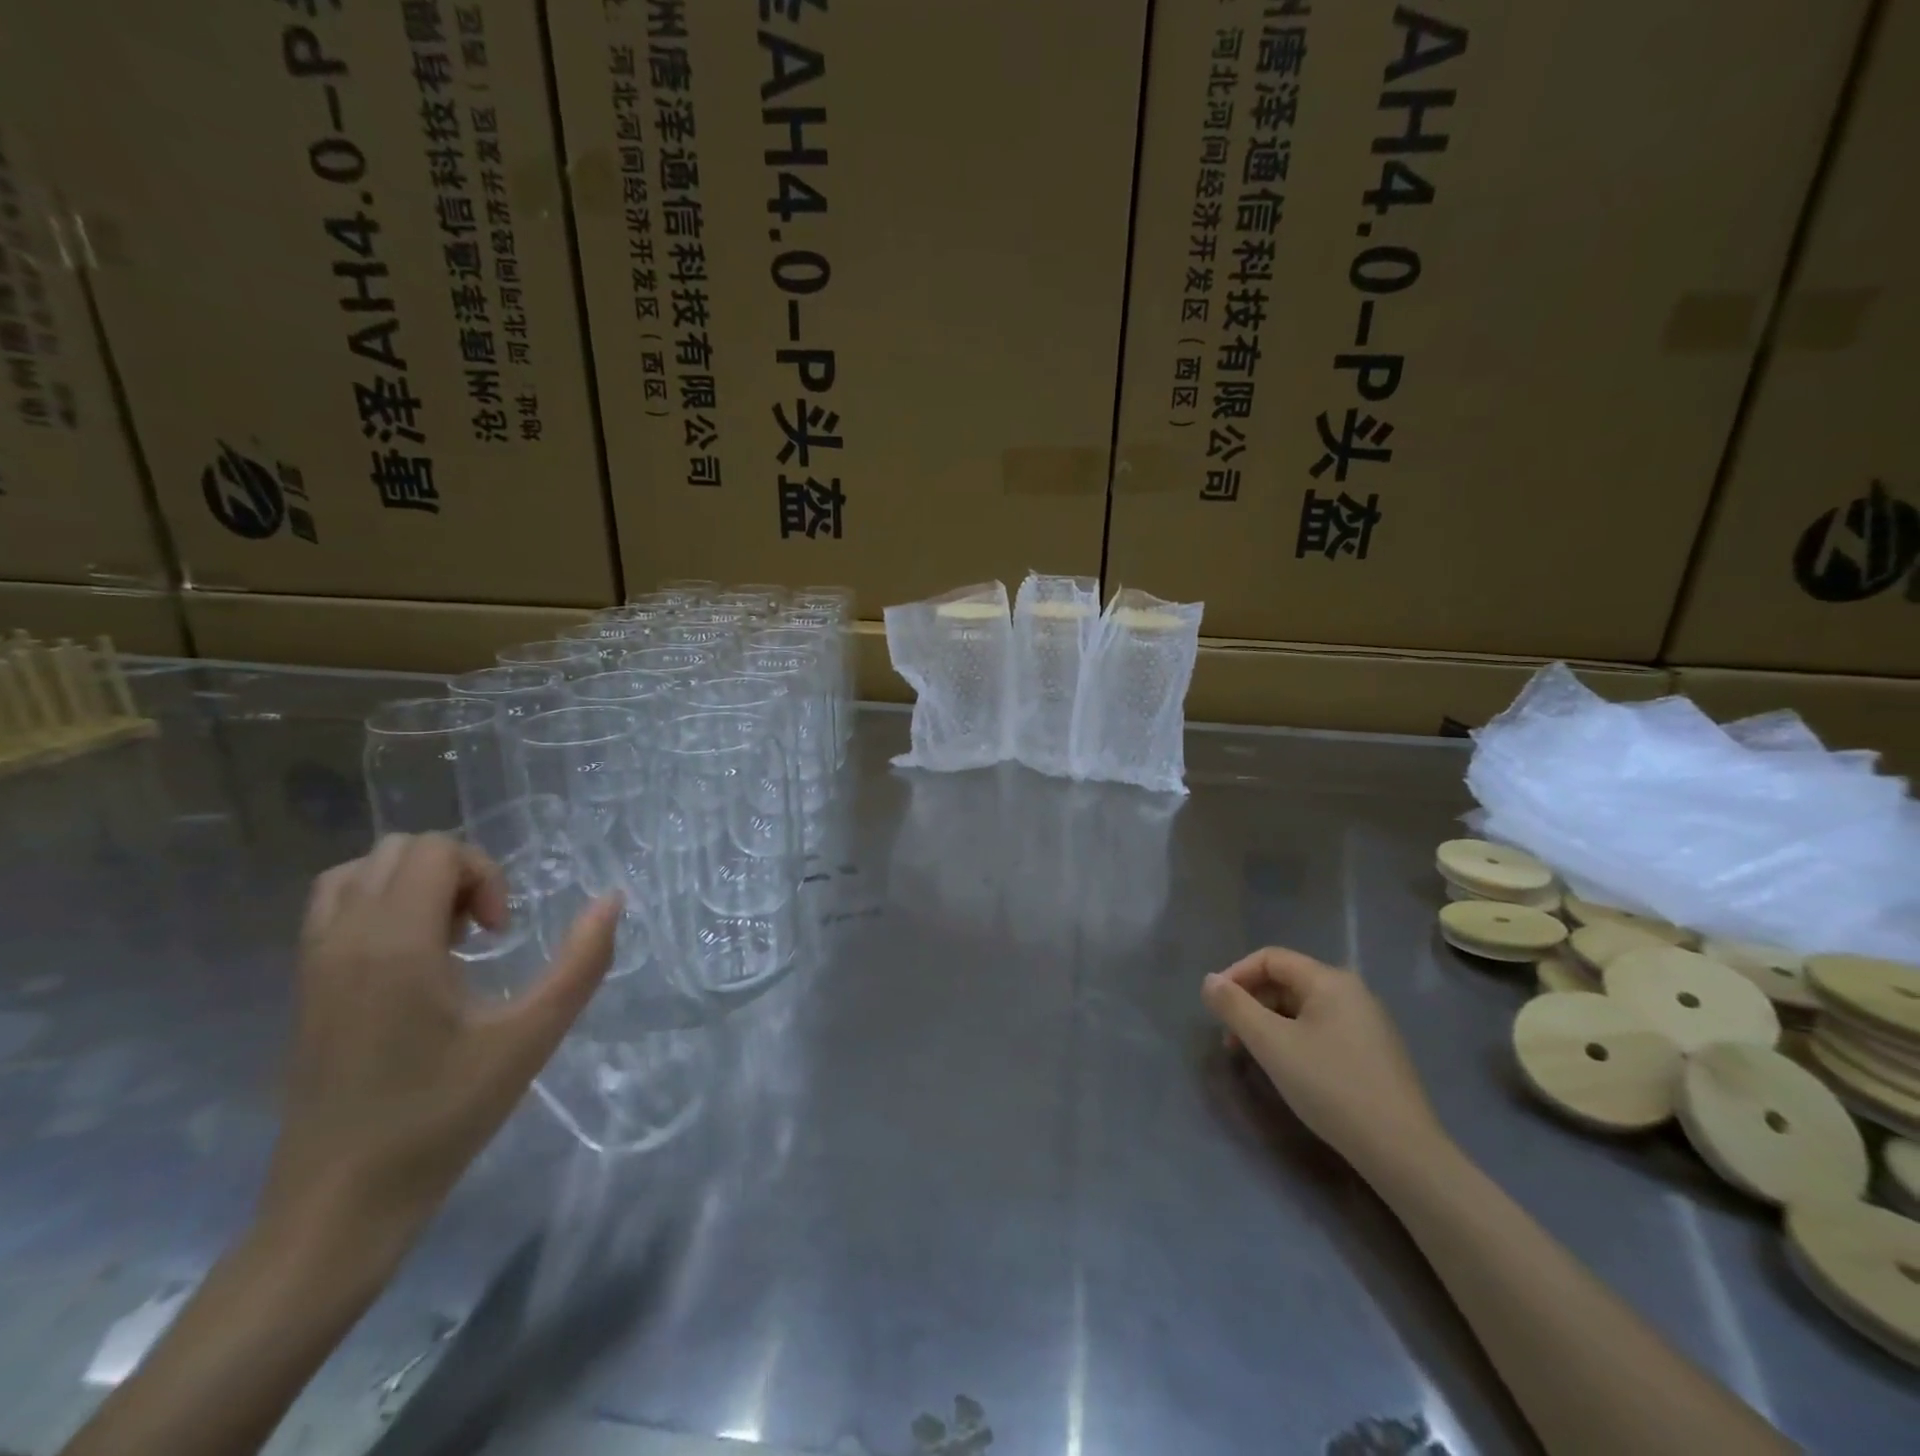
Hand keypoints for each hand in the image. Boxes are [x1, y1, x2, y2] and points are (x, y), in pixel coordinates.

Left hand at [260, 834, 620, 1264]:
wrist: (339, 1203)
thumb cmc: (441, 1117)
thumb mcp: (531, 1037)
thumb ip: (581, 963)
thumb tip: (612, 899)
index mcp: (395, 944)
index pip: (436, 851)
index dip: (486, 876)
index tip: (502, 936)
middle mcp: (344, 938)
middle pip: (401, 849)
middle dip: (457, 874)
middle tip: (484, 934)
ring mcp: (315, 963)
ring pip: (360, 872)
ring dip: (415, 885)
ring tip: (450, 939)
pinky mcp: (305, 988)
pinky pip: (336, 908)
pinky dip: (381, 906)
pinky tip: (415, 962)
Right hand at [1203, 947, 1446, 1179]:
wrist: (1402, 1152)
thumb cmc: (1331, 1087)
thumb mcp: (1271, 1044)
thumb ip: (1235, 1007)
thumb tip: (1209, 980)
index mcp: (1330, 980)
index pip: (1270, 958)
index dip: (1235, 975)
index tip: (1215, 1007)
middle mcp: (1352, 992)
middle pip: (1286, 981)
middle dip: (1251, 1003)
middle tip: (1231, 1038)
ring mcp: (1367, 1022)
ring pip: (1303, 1008)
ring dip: (1270, 1023)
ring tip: (1255, 1057)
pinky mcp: (1374, 1052)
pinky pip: (1322, 1029)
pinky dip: (1294, 1038)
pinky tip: (1289, 1069)